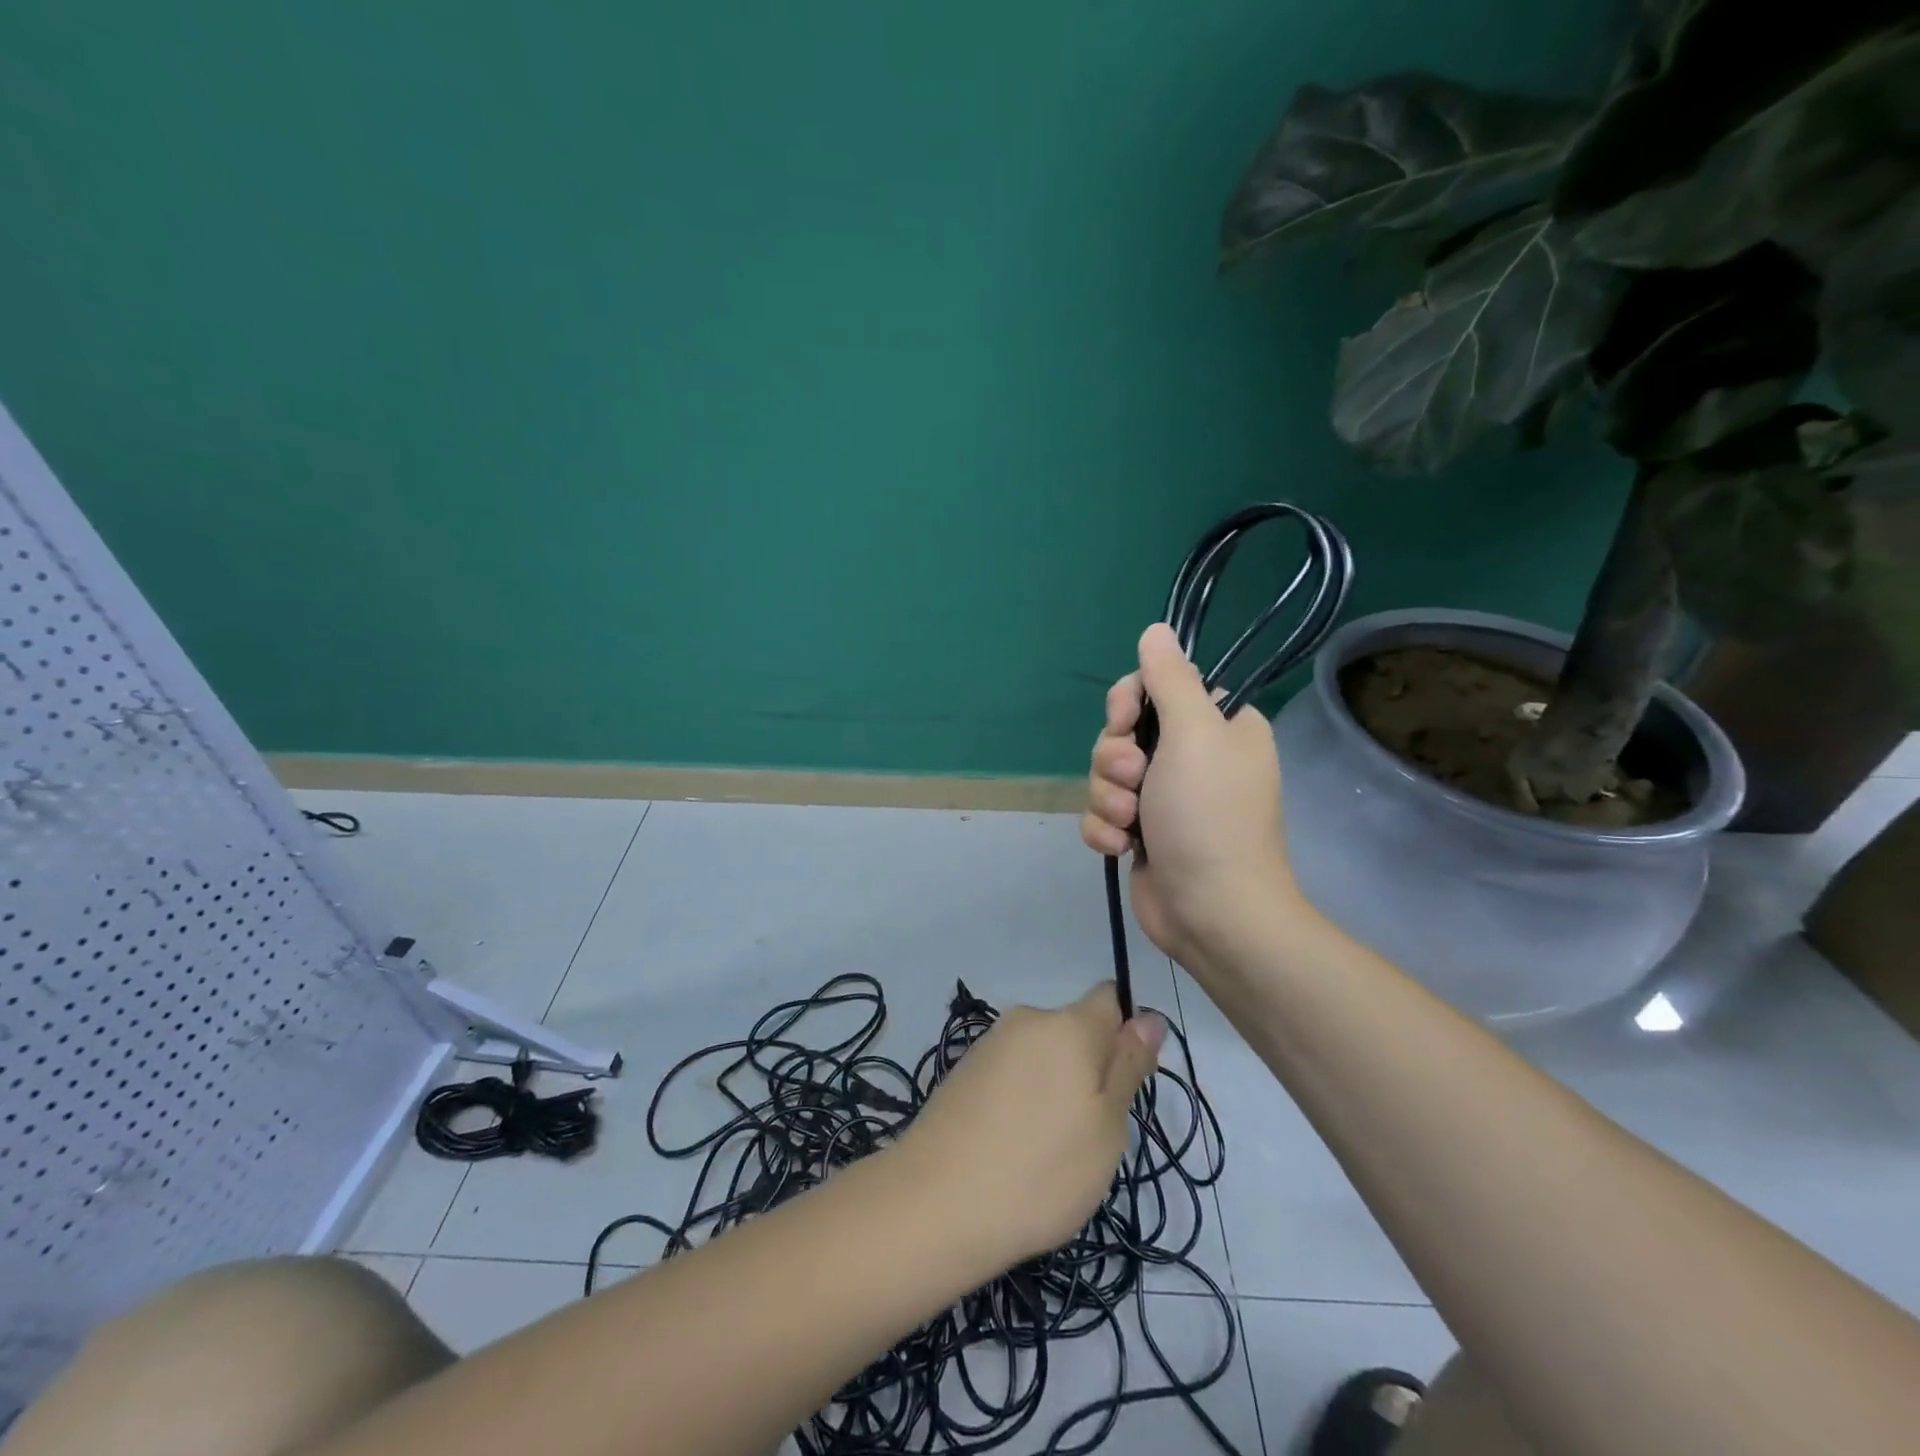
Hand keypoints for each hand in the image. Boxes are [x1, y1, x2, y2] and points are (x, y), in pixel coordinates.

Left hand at [894, 984, 1163, 1264]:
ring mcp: (990, 1044)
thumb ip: (1128, 1066)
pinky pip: (1013, 1075)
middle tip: (1090, 1134)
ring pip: (1044, 1056)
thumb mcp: (1107, 1127)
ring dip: (1056, 1089)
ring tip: (1048, 1151)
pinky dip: (1022, 1101)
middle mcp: (1026, 1020)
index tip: (1124, 1086)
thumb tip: (1149, 1017)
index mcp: (1068, 1024)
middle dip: (1091, 1070)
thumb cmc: (1041, 1169)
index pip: (1111, 999)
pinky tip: (1013, 1148)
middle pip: (1076, 1031)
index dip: (1127, 1035)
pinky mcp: (964, 1071)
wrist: (936, 1203)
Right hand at [1079, 623, 1298, 968]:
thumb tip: (1157, 629)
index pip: (1156, 689)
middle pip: (1123, 733)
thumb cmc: (1208, 815)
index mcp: (1216, 727)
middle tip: (1134, 780)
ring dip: (1108, 798)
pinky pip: (1103, 814)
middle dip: (1114, 758)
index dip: (1129, 702)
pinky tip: (1121, 848)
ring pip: (1105, 776)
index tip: (1125, 721)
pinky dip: (1105, 830)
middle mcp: (1190, 758)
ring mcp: (1163, 800)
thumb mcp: (1194, 734)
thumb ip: (1170, 679)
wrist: (1212, 912)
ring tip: (1131, 822)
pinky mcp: (1140, 835)